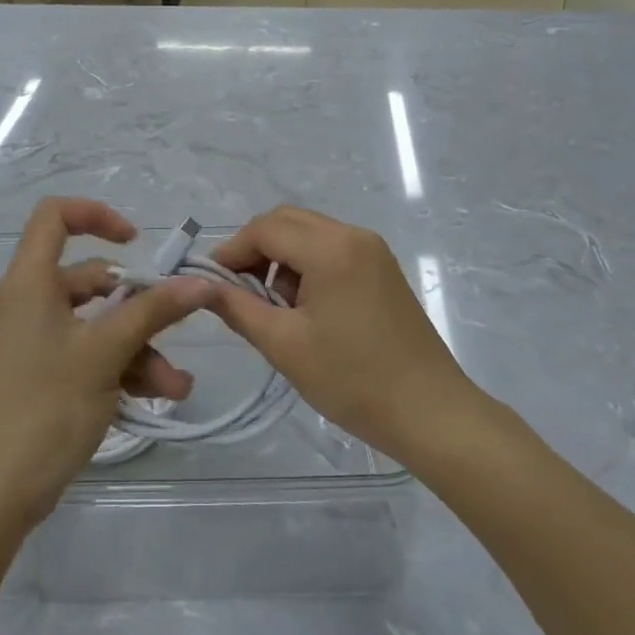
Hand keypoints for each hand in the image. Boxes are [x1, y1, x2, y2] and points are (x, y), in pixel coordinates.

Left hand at [0, 198, 212, 523]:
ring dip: (140, 348)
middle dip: (140, 305)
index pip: (55, 217)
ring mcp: (38, 341)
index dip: (96, 215)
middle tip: (177, 325)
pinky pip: (92, 355)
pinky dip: (123, 369)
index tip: (136, 241)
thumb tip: (200, 282)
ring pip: (99, 324)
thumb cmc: (46, 405)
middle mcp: (32, 303)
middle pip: (92, 279)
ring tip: (176, 386)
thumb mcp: (105, 353)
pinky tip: (159, 397)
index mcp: (32, 282)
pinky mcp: (46, 375)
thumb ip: (153, 312)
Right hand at [203, 206, 475, 460]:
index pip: (265, 228)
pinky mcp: (382, 268)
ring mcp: (373, 250)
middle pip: (287, 222)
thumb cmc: (353, 380)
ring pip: (309, 234)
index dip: (232, 251)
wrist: (431, 413)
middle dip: (255, 250)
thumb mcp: (284, 345)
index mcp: (330, 248)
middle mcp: (353, 235)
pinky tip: (304, 308)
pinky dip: (307, 266)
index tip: (211, 283)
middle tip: (237, 292)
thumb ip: (238, 308)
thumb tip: (203, 286)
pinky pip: (332, 250)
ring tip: (272, 307)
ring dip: (281, 258)